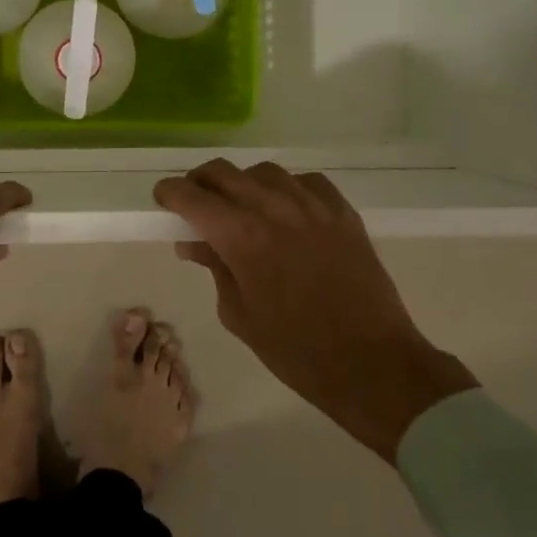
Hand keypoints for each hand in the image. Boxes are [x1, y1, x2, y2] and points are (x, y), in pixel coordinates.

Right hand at [154, 160, 477, 461]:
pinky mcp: (342, 211)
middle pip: (222, 172)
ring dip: (243, 184)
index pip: (191, 195)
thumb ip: (214, 268)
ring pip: (263, 172)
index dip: (170, 193)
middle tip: (195, 202)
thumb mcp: (239, 314)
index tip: (164, 200)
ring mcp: (312, 205)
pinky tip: (286, 210)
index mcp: (241, 236)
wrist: (373, 364)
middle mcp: (272, 208)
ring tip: (243, 207)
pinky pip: (305, 181)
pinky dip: (287, 189)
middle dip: (200, 182)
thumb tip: (193, 243)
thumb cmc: (296, 350)